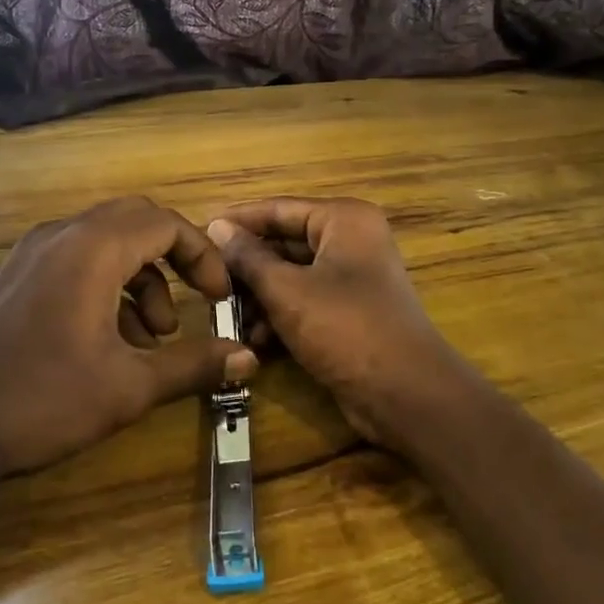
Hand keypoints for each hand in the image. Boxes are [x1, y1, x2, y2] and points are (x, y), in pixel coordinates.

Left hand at [0, 197, 257, 476]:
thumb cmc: (42, 400)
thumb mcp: (128, 387)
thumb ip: (192, 365)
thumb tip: (247, 357)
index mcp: (93, 249)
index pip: (165, 223)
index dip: (203, 255)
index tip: (220, 297)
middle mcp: (63, 235)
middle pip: (136, 220)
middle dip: (175, 257)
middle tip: (197, 299)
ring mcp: (33, 252)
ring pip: (106, 241)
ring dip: (142, 277)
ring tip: (154, 336)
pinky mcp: (17, 275)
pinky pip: (77, 259)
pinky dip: (108, 285)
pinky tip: (113, 340)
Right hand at [205, 198, 465, 448]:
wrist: (406, 394)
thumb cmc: (345, 328)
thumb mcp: (287, 291)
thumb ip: (249, 257)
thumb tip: (217, 227)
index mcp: (343, 220)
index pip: (278, 209)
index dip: (237, 221)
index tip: (198, 232)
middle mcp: (350, 240)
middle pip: (284, 243)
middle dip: (247, 268)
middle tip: (206, 283)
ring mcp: (352, 278)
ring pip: (291, 276)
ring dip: (259, 297)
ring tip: (225, 317)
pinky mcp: (349, 312)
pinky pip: (304, 302)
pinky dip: (280, 317)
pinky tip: (255, 341)